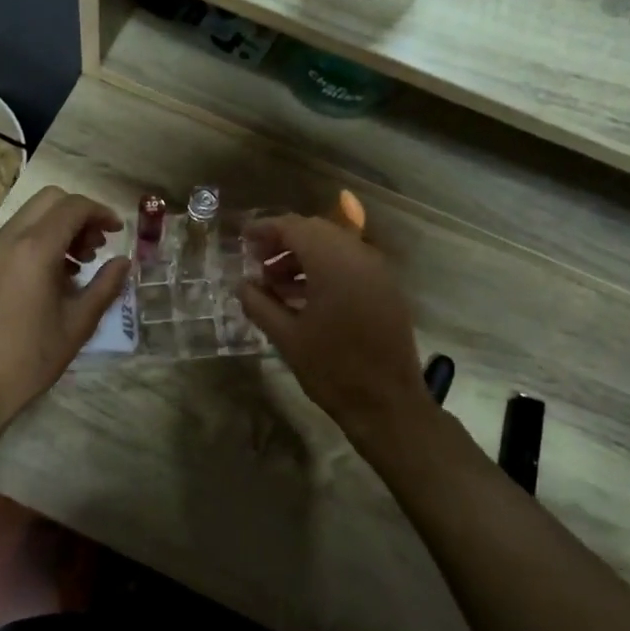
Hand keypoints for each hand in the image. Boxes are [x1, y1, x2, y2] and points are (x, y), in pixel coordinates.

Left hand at [0, 186, 128, 428]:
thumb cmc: (31, 358)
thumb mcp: (78, 323)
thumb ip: (105, 286)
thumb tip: (124, 262)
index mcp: (34, 249)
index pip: (72, 207)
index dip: (100, 213)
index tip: (118, 232)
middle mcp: (6, 239)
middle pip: (48, 200)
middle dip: (78, 214)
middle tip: (96, 246)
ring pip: (28, 216)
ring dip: (57, 227)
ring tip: (77, 265)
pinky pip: (12, 236)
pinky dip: (36, 241)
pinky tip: (50, 277)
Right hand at [238, 214, 431, 442]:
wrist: (387, 404)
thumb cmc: (332, 369)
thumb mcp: (286, 337)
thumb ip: (259, 303)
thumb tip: (242, 284)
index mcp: (333, 262)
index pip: (294, 226)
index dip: (265, 228)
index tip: (243, 239)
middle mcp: (359, 256)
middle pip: (316, 231)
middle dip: (284, 241)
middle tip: (257, 262)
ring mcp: (378, 271)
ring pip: (335, 245)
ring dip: (303, 256)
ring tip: (276, 284)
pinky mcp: (387, 289)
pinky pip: (351, 263)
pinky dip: (325, 268)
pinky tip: (304, 296)